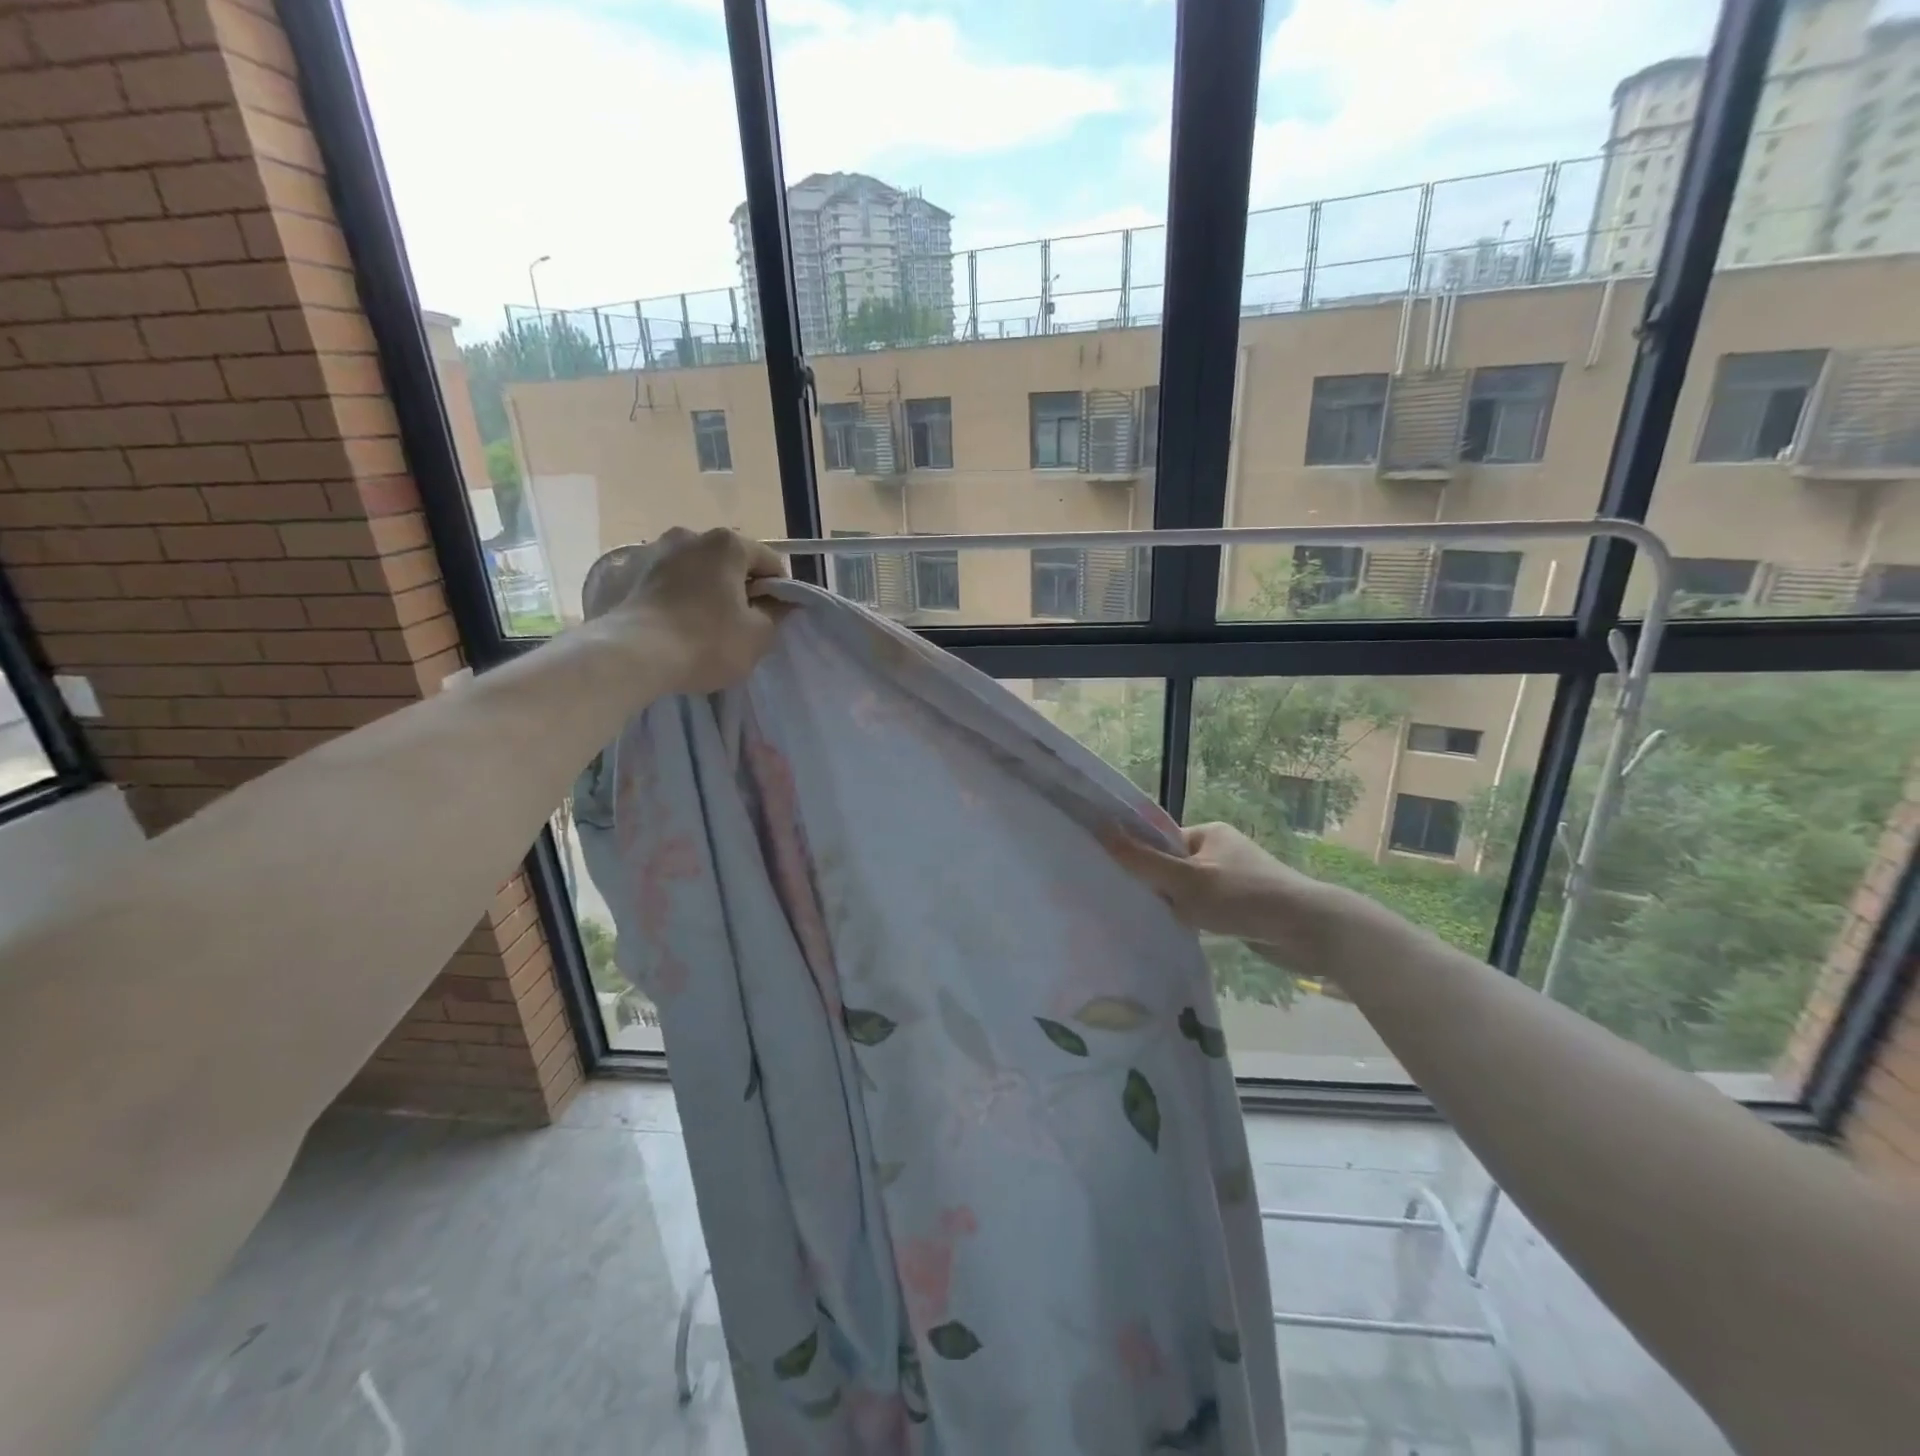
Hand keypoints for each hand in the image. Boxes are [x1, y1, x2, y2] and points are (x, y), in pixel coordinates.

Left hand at [589, 527, 789, 694]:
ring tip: (709, 625)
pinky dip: (684, 596)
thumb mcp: (759, 635)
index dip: (780, 591)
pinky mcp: (634, 572)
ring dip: (711, 590)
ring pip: (701, 570)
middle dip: (742, 588)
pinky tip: (683, 623)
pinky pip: (674, 581)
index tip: (776, 618)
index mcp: (728, 543)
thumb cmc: (707, 641)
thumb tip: (781, 602)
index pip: (771, 562)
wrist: (634, 655)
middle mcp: (692, 535)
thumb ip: (777, 613)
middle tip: (744, 624)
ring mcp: (658, 550)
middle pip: (733, 562)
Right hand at [1105, 821, 1367, 981]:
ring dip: (1177, 907)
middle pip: (1173, 867)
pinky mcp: (1245, 907)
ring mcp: (1235, 880)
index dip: (1141, 858)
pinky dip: (1196, 921)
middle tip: (1137, 906)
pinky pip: (1207, 910)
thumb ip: (1142, 860)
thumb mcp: (1186, 879)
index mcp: (1209, 833)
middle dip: (1158, 887)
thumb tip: (1100, 829)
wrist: (1311, 931)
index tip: (1121, 880)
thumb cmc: (1244, 897)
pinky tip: (1185, 935)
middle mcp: (1222, 851)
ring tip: (1160, 923)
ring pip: (1189, 892)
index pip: (1160, 841)